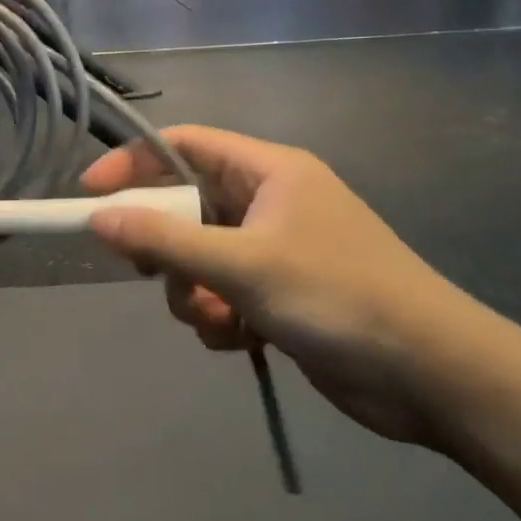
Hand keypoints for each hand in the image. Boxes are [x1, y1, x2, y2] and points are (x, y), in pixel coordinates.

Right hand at [82, 126, 487, 444]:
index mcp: (268, 170)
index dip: (132, 163)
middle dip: (166, 246)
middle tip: (152, 273)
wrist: (432, 375)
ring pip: (198, 257)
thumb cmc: (338, 298)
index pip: (183, 145)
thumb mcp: (243, 266)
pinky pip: (222, 292)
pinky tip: (237, 340)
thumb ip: (166, 241)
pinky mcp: (280, 294)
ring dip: (192, 291)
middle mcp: (269, 201)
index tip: (89, 194)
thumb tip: (97, 219)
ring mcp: (275, 249)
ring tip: (216, 319)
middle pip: (186, 205)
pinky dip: (217, 316)